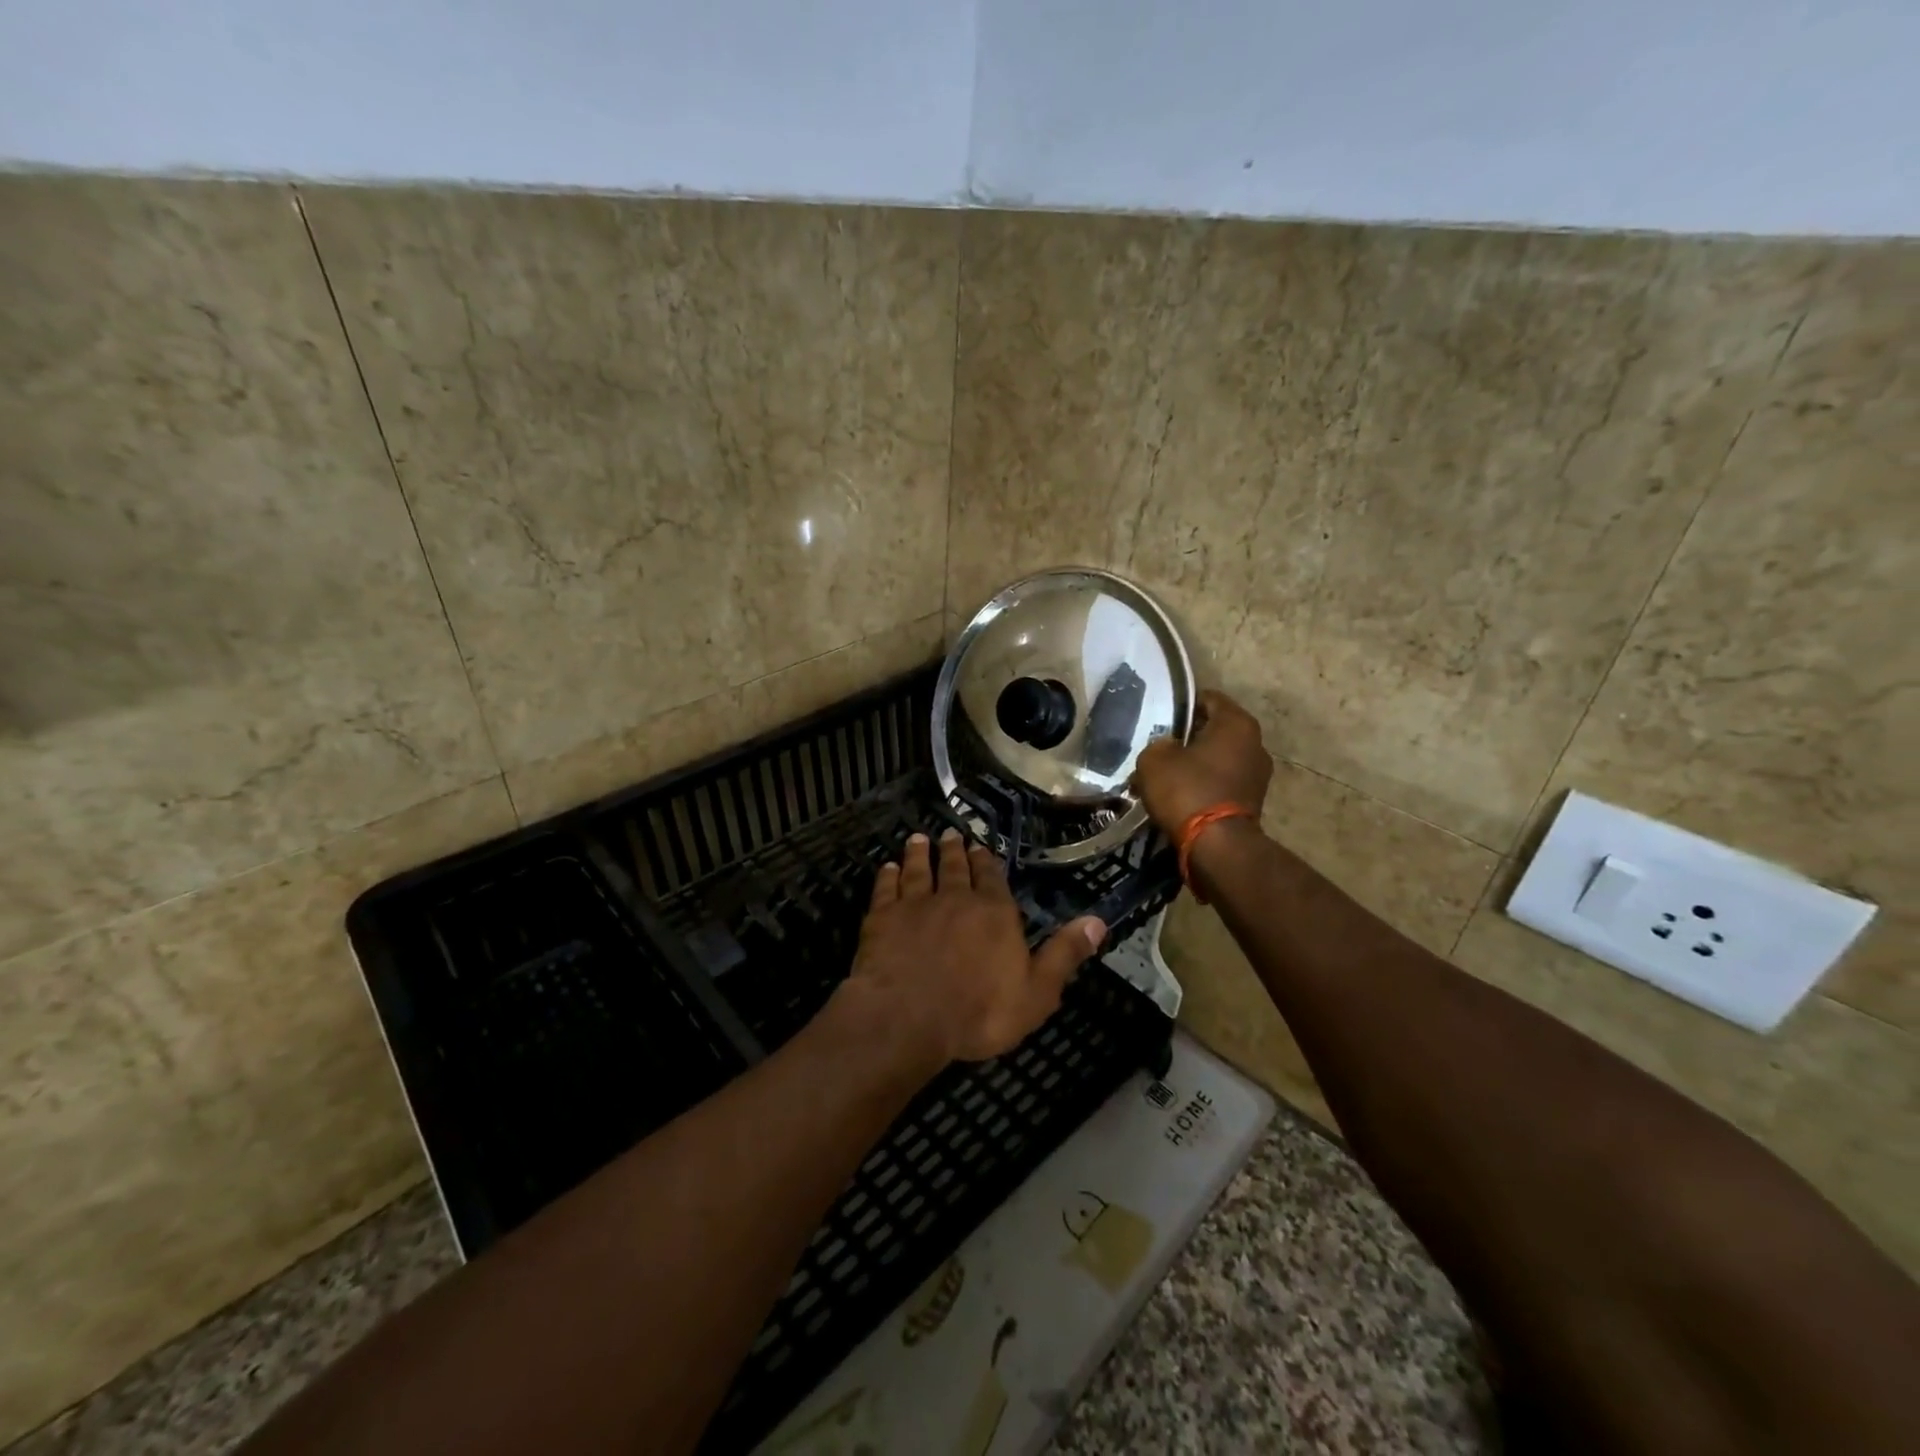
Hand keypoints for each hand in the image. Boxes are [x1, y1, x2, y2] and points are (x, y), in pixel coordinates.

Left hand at [840, 829, 1105, 1065]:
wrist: (908, 1017)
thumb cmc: (978, 1012)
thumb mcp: (1036, 992)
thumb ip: (1063, 955)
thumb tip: (1098, 921)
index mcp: (994, 913)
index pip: (992, 879)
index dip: (986, 862)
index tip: (980, 847)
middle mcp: (955, 898)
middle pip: (955, 867)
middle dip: (954, 850)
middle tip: (950, 834)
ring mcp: (915, 904)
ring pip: (918, 870)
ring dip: (919, 854)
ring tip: (918, 839)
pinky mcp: (882, 918)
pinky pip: (885, 889)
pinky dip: (887, 876)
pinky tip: (887, 868)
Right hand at [1131, 689, 1272, 835]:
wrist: (1217, 846)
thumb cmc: (1187, 790)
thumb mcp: (1154, 759)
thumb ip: (1158, 744)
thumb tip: (1167, 748)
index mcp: (1237, 723)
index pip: (1209, 698)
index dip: (1183, 705)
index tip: (1162, 716)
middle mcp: (1256, 743)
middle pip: (1216, 730)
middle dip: (1189, 738)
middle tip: (1161, 747)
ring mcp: (1259, 775)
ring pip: (1219, 759)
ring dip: (1197, 765)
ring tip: (1168, 776)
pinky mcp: (1254, 802)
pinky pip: (1223, 783)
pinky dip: (1205, 786)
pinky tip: (1181, 797)